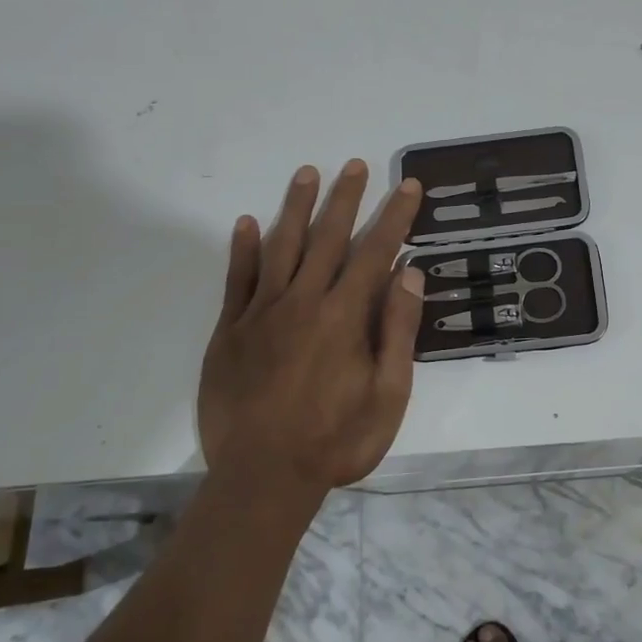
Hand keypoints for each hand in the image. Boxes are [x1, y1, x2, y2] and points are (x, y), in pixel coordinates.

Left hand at [199, 160, 425, 497]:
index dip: (395, 216)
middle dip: (346, 198)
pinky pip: (237, 280)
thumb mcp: (387, 395)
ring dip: (296, 207)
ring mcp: (262, 313)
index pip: (376, 252)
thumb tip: (410, 275)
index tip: (408, 186)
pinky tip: (248, 222)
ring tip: (308, 172)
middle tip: (356, 164)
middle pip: (328, 238)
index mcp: (344, 316)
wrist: (263, 478)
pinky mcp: (231, 330)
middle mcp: (304, 301)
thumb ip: (397, 331)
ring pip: (282, 246)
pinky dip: (243, 249)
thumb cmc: (336, 441)